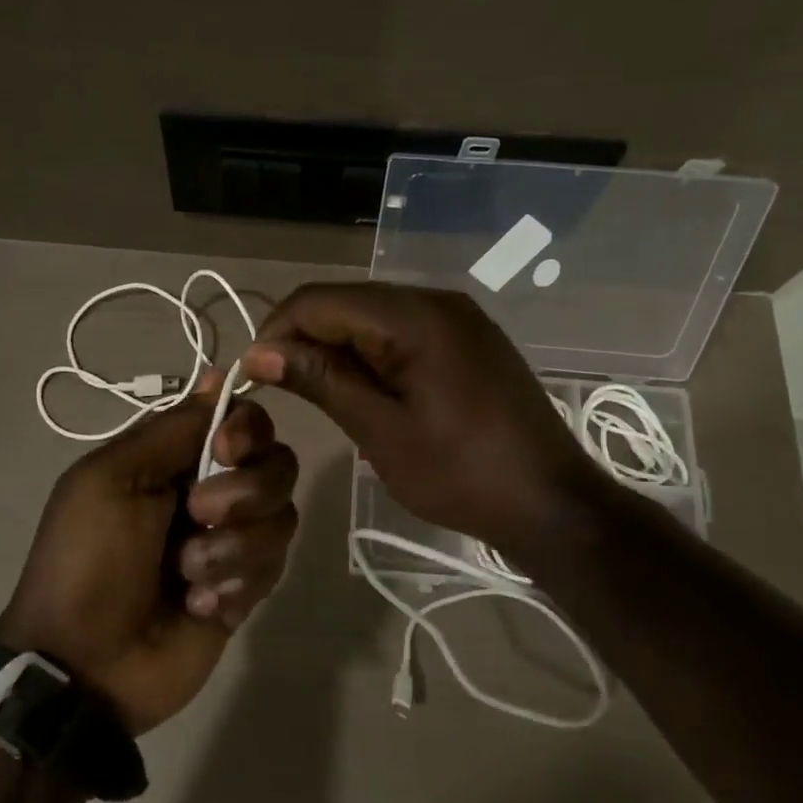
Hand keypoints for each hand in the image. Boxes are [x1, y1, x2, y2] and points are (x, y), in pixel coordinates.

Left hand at [0, 373, 299, 734]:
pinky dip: (237, 584)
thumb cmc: (87, 560)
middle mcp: (211, 492)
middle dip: (244, 493)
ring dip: (233, 548)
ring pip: (282, 517)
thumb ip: (171, 429)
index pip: (242, 421)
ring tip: (187, 576)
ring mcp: (232, 543)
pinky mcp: (247, 589)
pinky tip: (198, 606)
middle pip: (276, 464)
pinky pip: (274, 567)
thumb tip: (219, 375)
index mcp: (174, 459)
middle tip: (197, 516)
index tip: (226, 451)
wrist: (84, 663)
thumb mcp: (111, 479)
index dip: (247, 430)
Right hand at [244, 282, 604, 553]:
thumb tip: (260, 353)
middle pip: (345, 302)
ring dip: (335, 349)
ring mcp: (457, 318)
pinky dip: (370, 355)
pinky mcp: (467, 340)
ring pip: (371, 316)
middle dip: (304, 339)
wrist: (550, 503)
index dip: (276, 332)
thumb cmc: (461, 474)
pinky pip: (401, 332)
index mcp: (414, 316)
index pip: (319, 300)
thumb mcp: (381, 431)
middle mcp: (435, 300)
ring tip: (317, 396)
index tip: (252, 377)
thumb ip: (321, 381)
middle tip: (281, 390)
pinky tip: (363, 392)